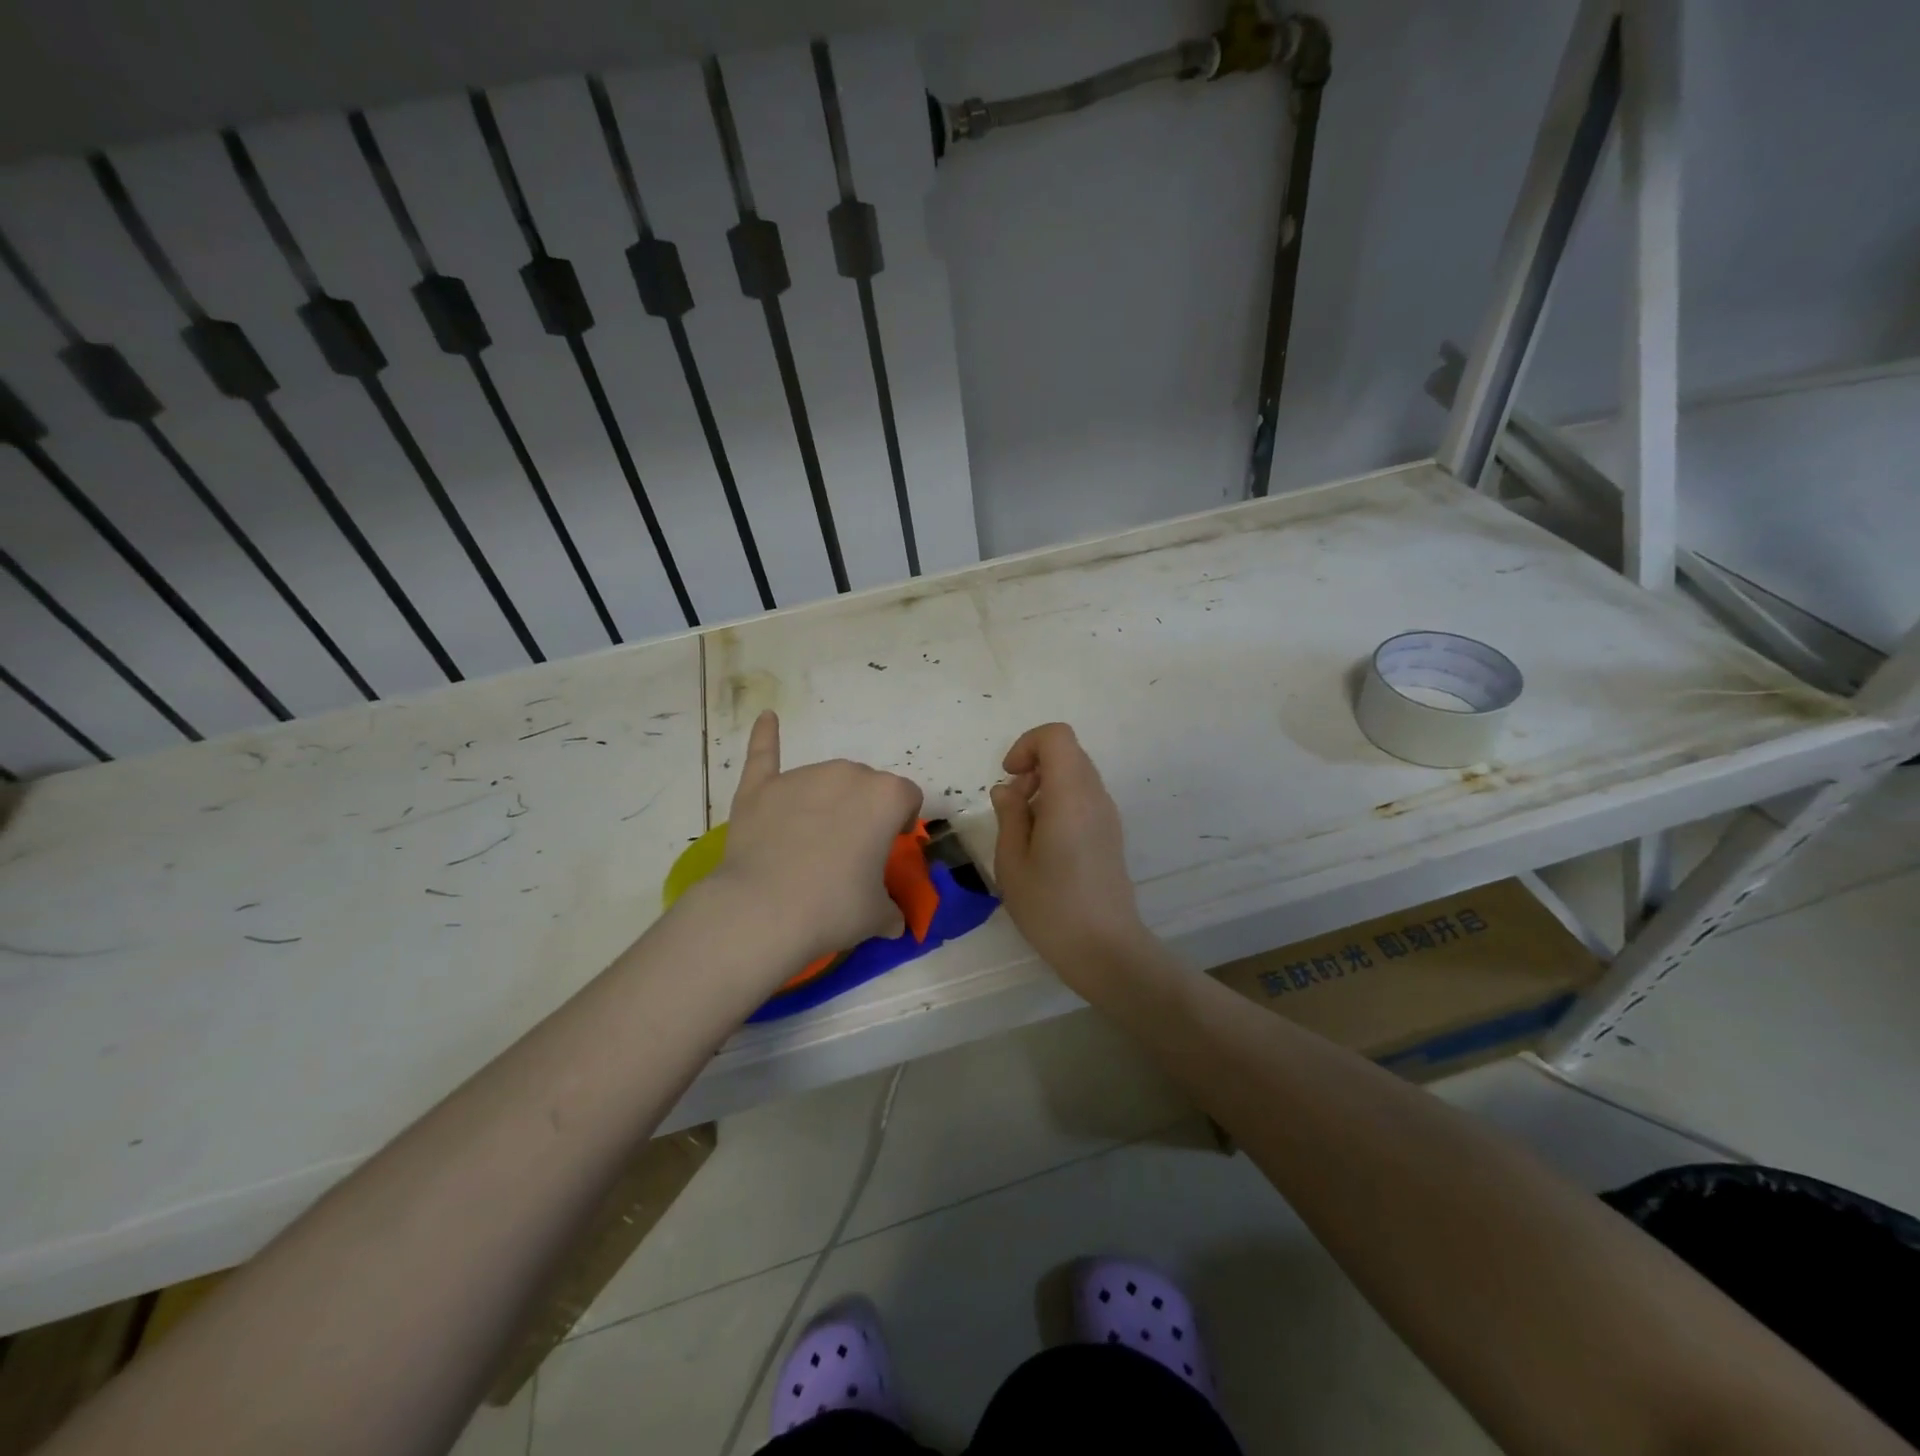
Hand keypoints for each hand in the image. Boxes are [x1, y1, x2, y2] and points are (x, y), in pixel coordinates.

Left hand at [714, 711, 923, 968]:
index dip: (900, 822)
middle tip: (848, 852)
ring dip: (826, 800)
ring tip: (808, 842)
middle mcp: (848, 774)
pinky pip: (765, 753)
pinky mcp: (761, 787)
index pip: (907, 798)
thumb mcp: (877, 915)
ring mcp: (801, 777)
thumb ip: (891, 909)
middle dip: (862, 811)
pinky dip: (766, 736)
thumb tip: (894, 921)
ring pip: (825, 779)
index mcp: (886, 797)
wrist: (764, 911)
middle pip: (866, 785)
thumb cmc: (833, 908)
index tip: (887, 848)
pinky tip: (767, 718)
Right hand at [990, 723, 1148, 986]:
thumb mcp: (1012, 861)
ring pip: (1076, 775)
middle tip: (1013, 806)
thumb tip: (1008, 789)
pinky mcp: (1111, 834)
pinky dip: (1061, 804)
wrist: (1105, 949)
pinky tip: (1045, 844)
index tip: (1010, 778)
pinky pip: (1084, 798)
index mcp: (1070, 795)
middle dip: (1034, 766)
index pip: (1056, 736)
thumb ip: (1009, 815)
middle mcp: (1095, 796)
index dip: (1027, 745)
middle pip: (1067, 753)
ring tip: (1026, 829)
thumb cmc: (1051, 907)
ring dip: (1046, 786)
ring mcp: (1108, 815)